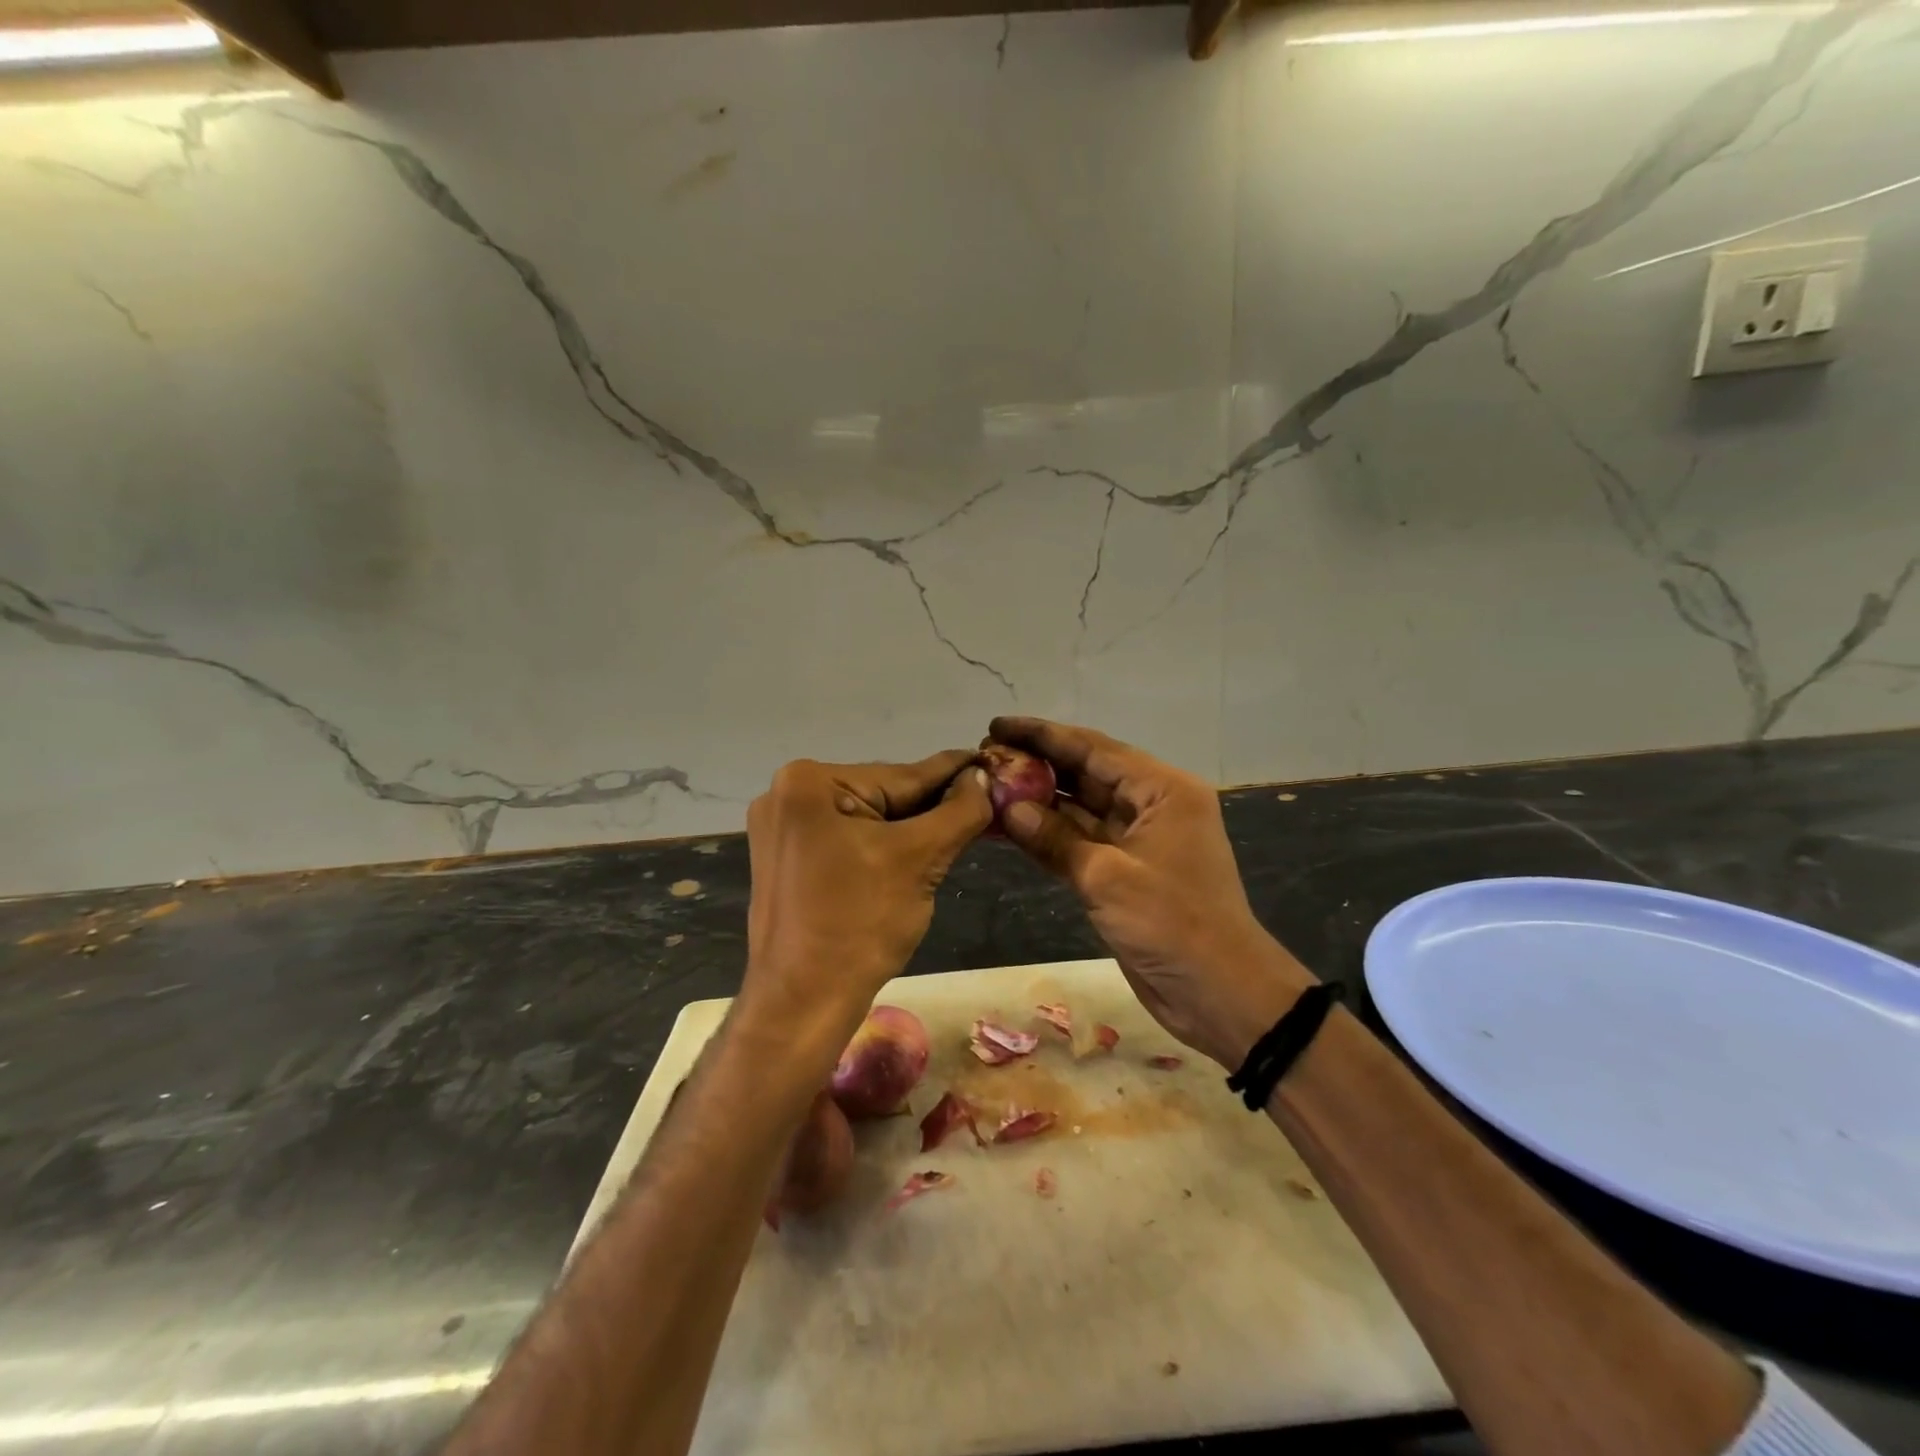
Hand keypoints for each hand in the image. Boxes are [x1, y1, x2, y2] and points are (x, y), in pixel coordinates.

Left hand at [742, 752, 990, 1052]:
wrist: (801, 1003)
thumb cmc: (859, 926)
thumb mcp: (919, 859)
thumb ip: (958, 811)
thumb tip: (981, 777)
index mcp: (809, 782)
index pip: (902, 775)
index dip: (954, 773)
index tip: (991, 762)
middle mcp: (786, 793)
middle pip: (882, 795)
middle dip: (930, 807)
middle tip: (983, 806)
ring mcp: (781, 828)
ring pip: (867, 819)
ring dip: (909, 828)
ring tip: (956, 831)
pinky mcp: (785, 858)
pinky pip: (847, 839)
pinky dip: (881, 846)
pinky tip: (913, 855)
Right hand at [989, 717, 1314, 1068]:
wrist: (1220, 993)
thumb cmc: (1172, 923)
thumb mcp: (1108, 878)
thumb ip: (1055, 838)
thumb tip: (1009, 808)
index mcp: (1162, 790)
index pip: (1094, 749)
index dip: (1043, 735)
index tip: (997, 726)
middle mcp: (1151, 806)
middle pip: (1086, 773)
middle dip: (1037, 764)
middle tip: (986, 756)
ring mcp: (1136, 840)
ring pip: (1079, 808)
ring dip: (1038, 800)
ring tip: (988, 786)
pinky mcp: (1124, 872)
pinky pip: (1079, 842)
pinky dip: (1047, 835)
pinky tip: (1009, 826)